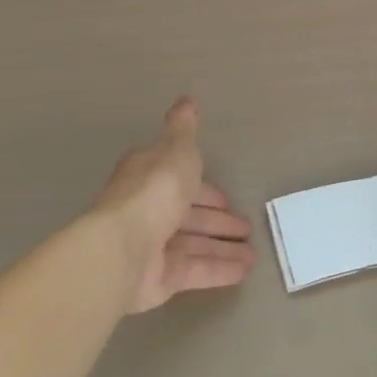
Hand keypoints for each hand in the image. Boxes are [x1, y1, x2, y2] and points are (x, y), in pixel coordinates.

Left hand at [94, 98, 255, 312]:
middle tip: (246, 228)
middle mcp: (149, 211)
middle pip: (189, 215)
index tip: (227, 197)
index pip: (181, 181)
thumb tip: (187, 99)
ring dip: (223, 247)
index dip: (204, 189)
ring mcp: (154, 246)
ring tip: (254, 253)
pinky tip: (245, 270)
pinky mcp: (160, 278)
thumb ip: (184, 128)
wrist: (123, 248)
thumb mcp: (176, 149)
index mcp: (150, 177)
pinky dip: (220, 269)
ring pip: (194, 244)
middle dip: (217, 221)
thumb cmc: (154, 190)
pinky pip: (196, 270)